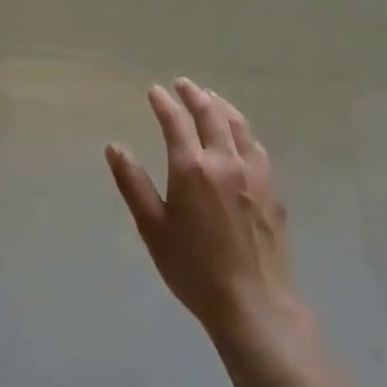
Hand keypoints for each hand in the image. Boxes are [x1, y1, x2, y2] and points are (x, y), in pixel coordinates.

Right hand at [105, 78, 300, 341]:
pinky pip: (256, 146)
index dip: (164, 103)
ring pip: (238, 125)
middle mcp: (225, 161)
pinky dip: (243, 129)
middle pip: (211, 115)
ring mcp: (254, 173)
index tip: (155, 91)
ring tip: (211, 97)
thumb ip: (133, 183)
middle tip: (183, 84)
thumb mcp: (152, 228)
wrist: (253, 302)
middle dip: (195, 95)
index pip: (176, 122)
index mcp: (192, 168)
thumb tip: (114, 146)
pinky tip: (240, 134)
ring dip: (222, 106)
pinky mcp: (272, 189)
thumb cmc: (193, 268)